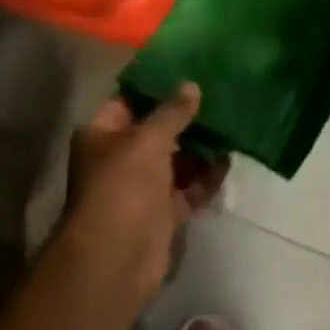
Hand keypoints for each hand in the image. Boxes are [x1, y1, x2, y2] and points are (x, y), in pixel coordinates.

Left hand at [61, 86, 228, 308]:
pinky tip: (228, 161)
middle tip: (216, 95)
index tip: (185, 70)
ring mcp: (139, 188)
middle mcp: (117, 158)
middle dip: (182, 118)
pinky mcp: (160, 214)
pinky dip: (204, 178)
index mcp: (100, 133)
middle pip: (153, 131)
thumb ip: (172, 112)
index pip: (127, 101)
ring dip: (197, 148)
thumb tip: (191, 86)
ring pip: (173, 161)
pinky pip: (186, 189)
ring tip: (229, 124)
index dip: (154, 87)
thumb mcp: (148, 139)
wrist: (117, 259)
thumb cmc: (123, 185)